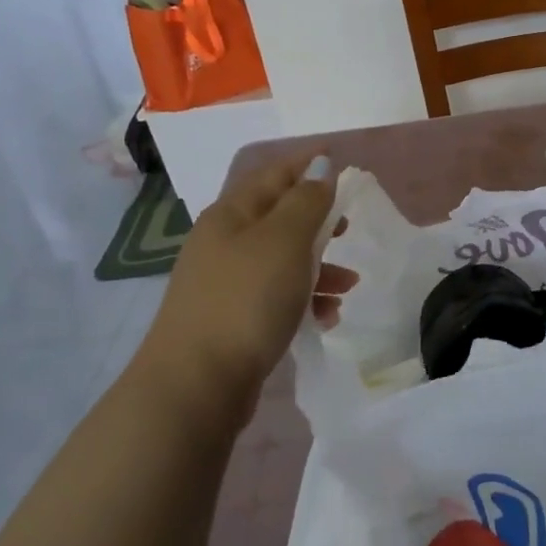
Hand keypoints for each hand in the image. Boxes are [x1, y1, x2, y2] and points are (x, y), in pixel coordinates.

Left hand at [131, 154, 348, 421]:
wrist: (196, 384)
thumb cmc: (246, 300)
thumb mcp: (285, 241)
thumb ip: (307, 201)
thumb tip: (321, 164)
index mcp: (232, 214)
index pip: (274, 174)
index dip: (307, 164)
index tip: (341, 162)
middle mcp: (224, 242)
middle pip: (279, 217)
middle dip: (319, 221)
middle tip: (348, 229)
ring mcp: (225, 282)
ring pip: (282, 260)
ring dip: (320, 267)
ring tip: (349, 286)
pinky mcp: (232, 319)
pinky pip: (277, 296)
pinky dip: (304, 300)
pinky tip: (325, 318)